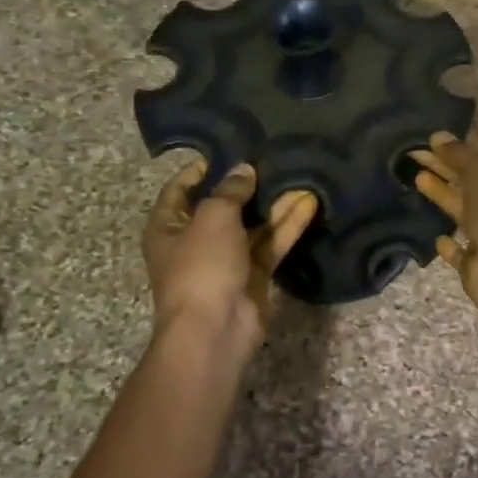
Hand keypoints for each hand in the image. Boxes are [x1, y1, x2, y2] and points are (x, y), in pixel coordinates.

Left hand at [144, 159, 318, 369]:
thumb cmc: (201, 266)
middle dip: (246, 185)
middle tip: (272, 158)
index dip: (200, 169)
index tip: (228, 149)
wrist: (215, 329)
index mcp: (168, 227)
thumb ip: (230, 190)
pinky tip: (309, 203)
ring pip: (253, 225)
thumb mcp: (213, 217)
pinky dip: (288, 226)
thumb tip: (243, 170)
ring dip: (275, 204)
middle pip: (223, 206)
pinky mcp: (254, 275)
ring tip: (299, 176)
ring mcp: (226, 260)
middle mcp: (195, 241)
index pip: (180, 189)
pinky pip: (271, 244)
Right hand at [411, 132, 477, 318]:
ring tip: (414, 177)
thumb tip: (438, 136)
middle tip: (410, 153)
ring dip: (440, 194)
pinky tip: (436, 236)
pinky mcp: (475, 264)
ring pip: (460, 210)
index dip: (456, 146)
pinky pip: (459, 250)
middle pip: (467, 180)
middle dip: (442, 166)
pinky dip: (448, 244)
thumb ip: (459, 153)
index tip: (428, 137)